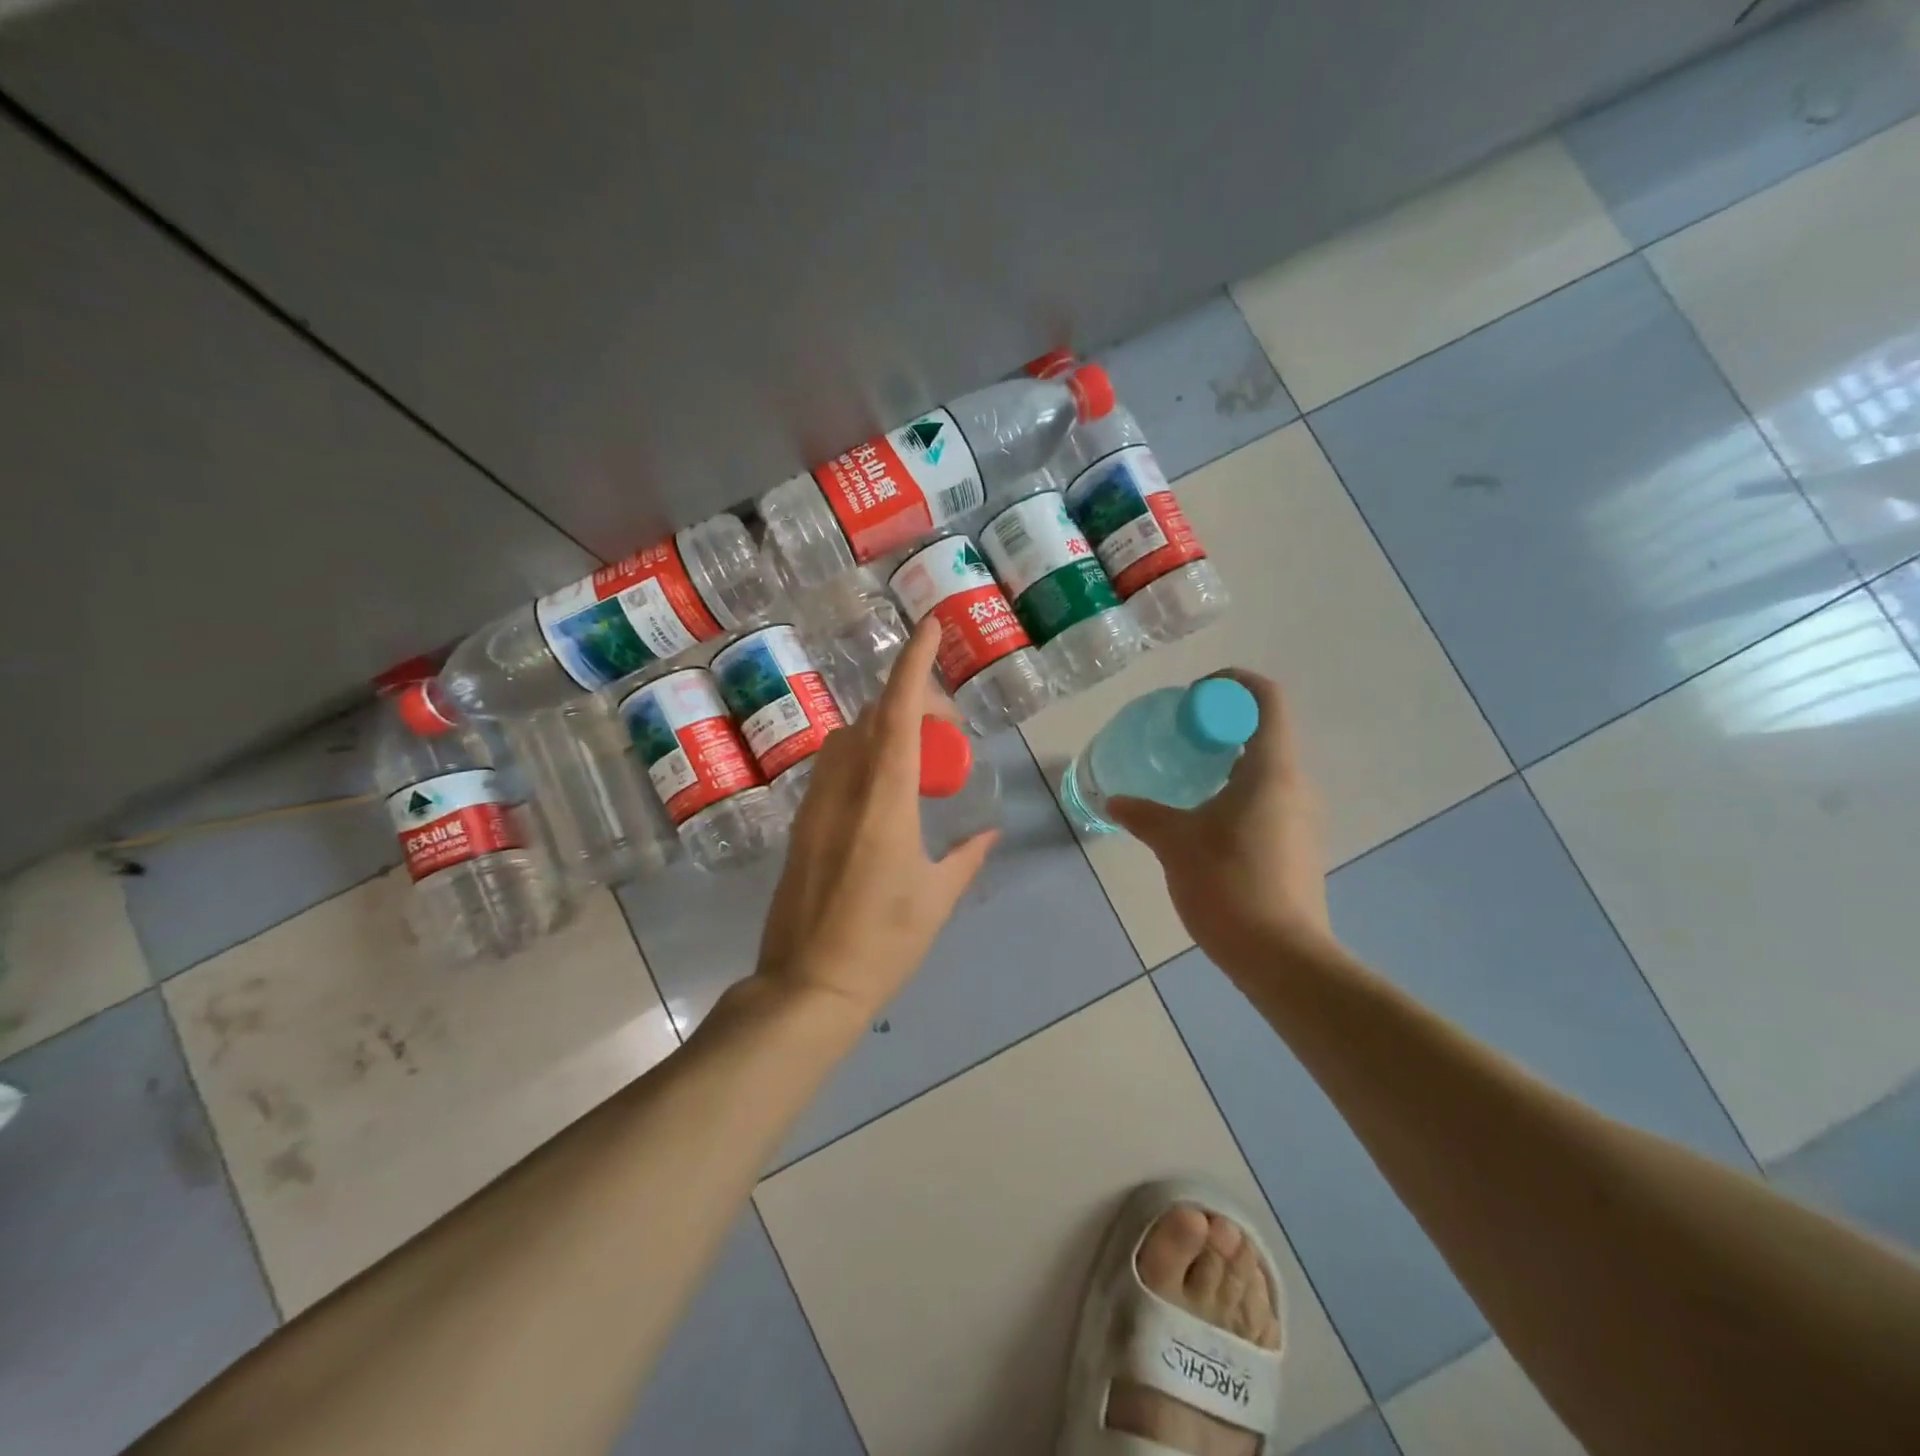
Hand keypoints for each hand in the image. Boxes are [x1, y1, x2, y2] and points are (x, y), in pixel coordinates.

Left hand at [754, 619, 997, 1023]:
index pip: (899, 715)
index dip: (914, 664)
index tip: (929, 627)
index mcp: (885, 803)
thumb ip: (967, 857)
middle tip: (946, 728)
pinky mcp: (800, 824)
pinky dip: (862, 757)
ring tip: (915, 760)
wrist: (807, 986)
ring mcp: (815, 806)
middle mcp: (845, 791)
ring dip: (881, 729)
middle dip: (909, 702)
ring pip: (846, 739)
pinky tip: (882, 791)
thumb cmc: (882, 944)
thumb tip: (989, 832)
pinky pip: (832, 768)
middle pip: (872, 718)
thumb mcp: (937, 899)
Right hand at [1107, 671, 1333, 964]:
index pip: (1266, 698)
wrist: (1281, 956)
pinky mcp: (1298, 845)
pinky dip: (1237, 790)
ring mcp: (1302, 817)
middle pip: (1265, 730)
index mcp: (1271, 769)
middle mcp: (1295, 784)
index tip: (1194, 697)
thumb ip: (1143, 815)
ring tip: (1186, 777)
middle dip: (1221, 724)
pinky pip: (1268, 798)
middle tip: (1179, 738)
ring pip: (1267, 767)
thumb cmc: (1228, 884)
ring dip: (1228, 759)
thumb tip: (1113, 800)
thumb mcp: (1175, 843)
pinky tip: (1205, 818)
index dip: (1232, 682)